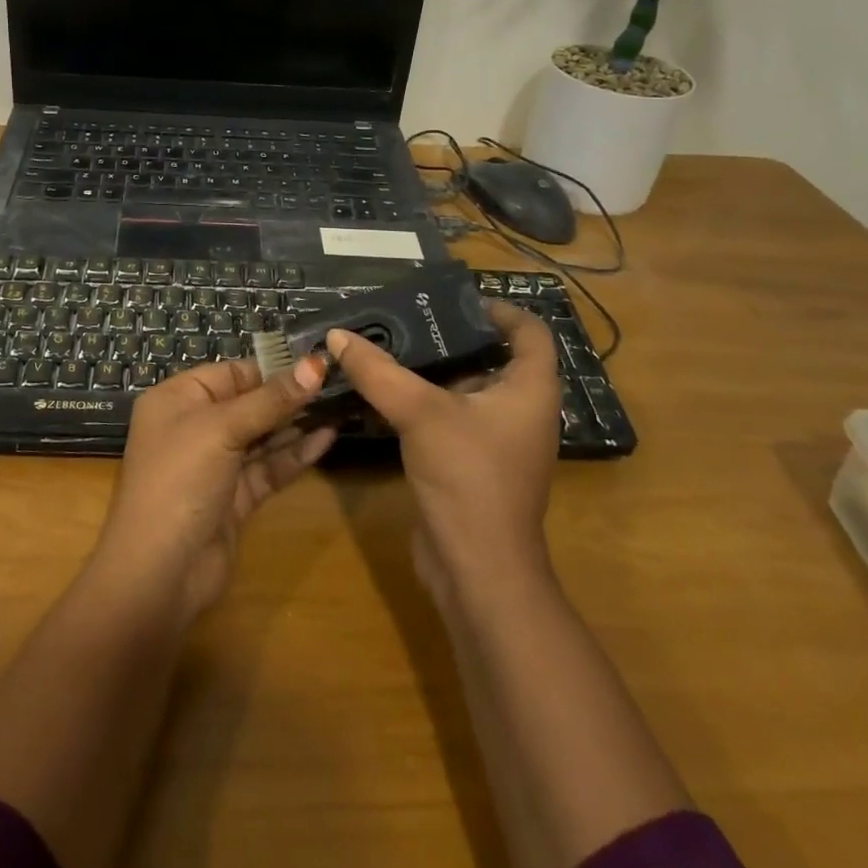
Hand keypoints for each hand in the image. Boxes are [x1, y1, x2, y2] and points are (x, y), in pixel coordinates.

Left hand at [94, 356, 336, 620]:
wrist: (159, 573)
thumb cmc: (180, 480)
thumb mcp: (222, 429)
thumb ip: (271, 399)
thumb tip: (315, 363)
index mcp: (177, 400)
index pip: (231, 373)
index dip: (272, 368)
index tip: (317, 363)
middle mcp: (193, 427)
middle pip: (248, 403)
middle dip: (289, 396)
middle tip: (337, 384)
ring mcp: (214, 465)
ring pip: (261, 436)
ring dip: (297, 424)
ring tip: (340, 406)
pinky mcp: (234, 498)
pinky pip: (267, 468)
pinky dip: (294, 455)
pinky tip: (327, 439)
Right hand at [327, 302, 561, 607]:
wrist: (477, 570)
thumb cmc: (469, 478)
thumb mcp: (421, 413)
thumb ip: (378, 371)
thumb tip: (337, 335)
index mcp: (530, 389)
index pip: (528, 331)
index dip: (499, 308)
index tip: (454, 298)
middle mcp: (519, 410)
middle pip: (490, 357)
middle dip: (449, 335)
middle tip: (403, 315)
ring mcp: (495, 440)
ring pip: (463, 389)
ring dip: (428, 369)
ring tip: (385, 343)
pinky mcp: (470, 462)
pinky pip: (447, 417)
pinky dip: (420, 400)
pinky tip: (382, 391)